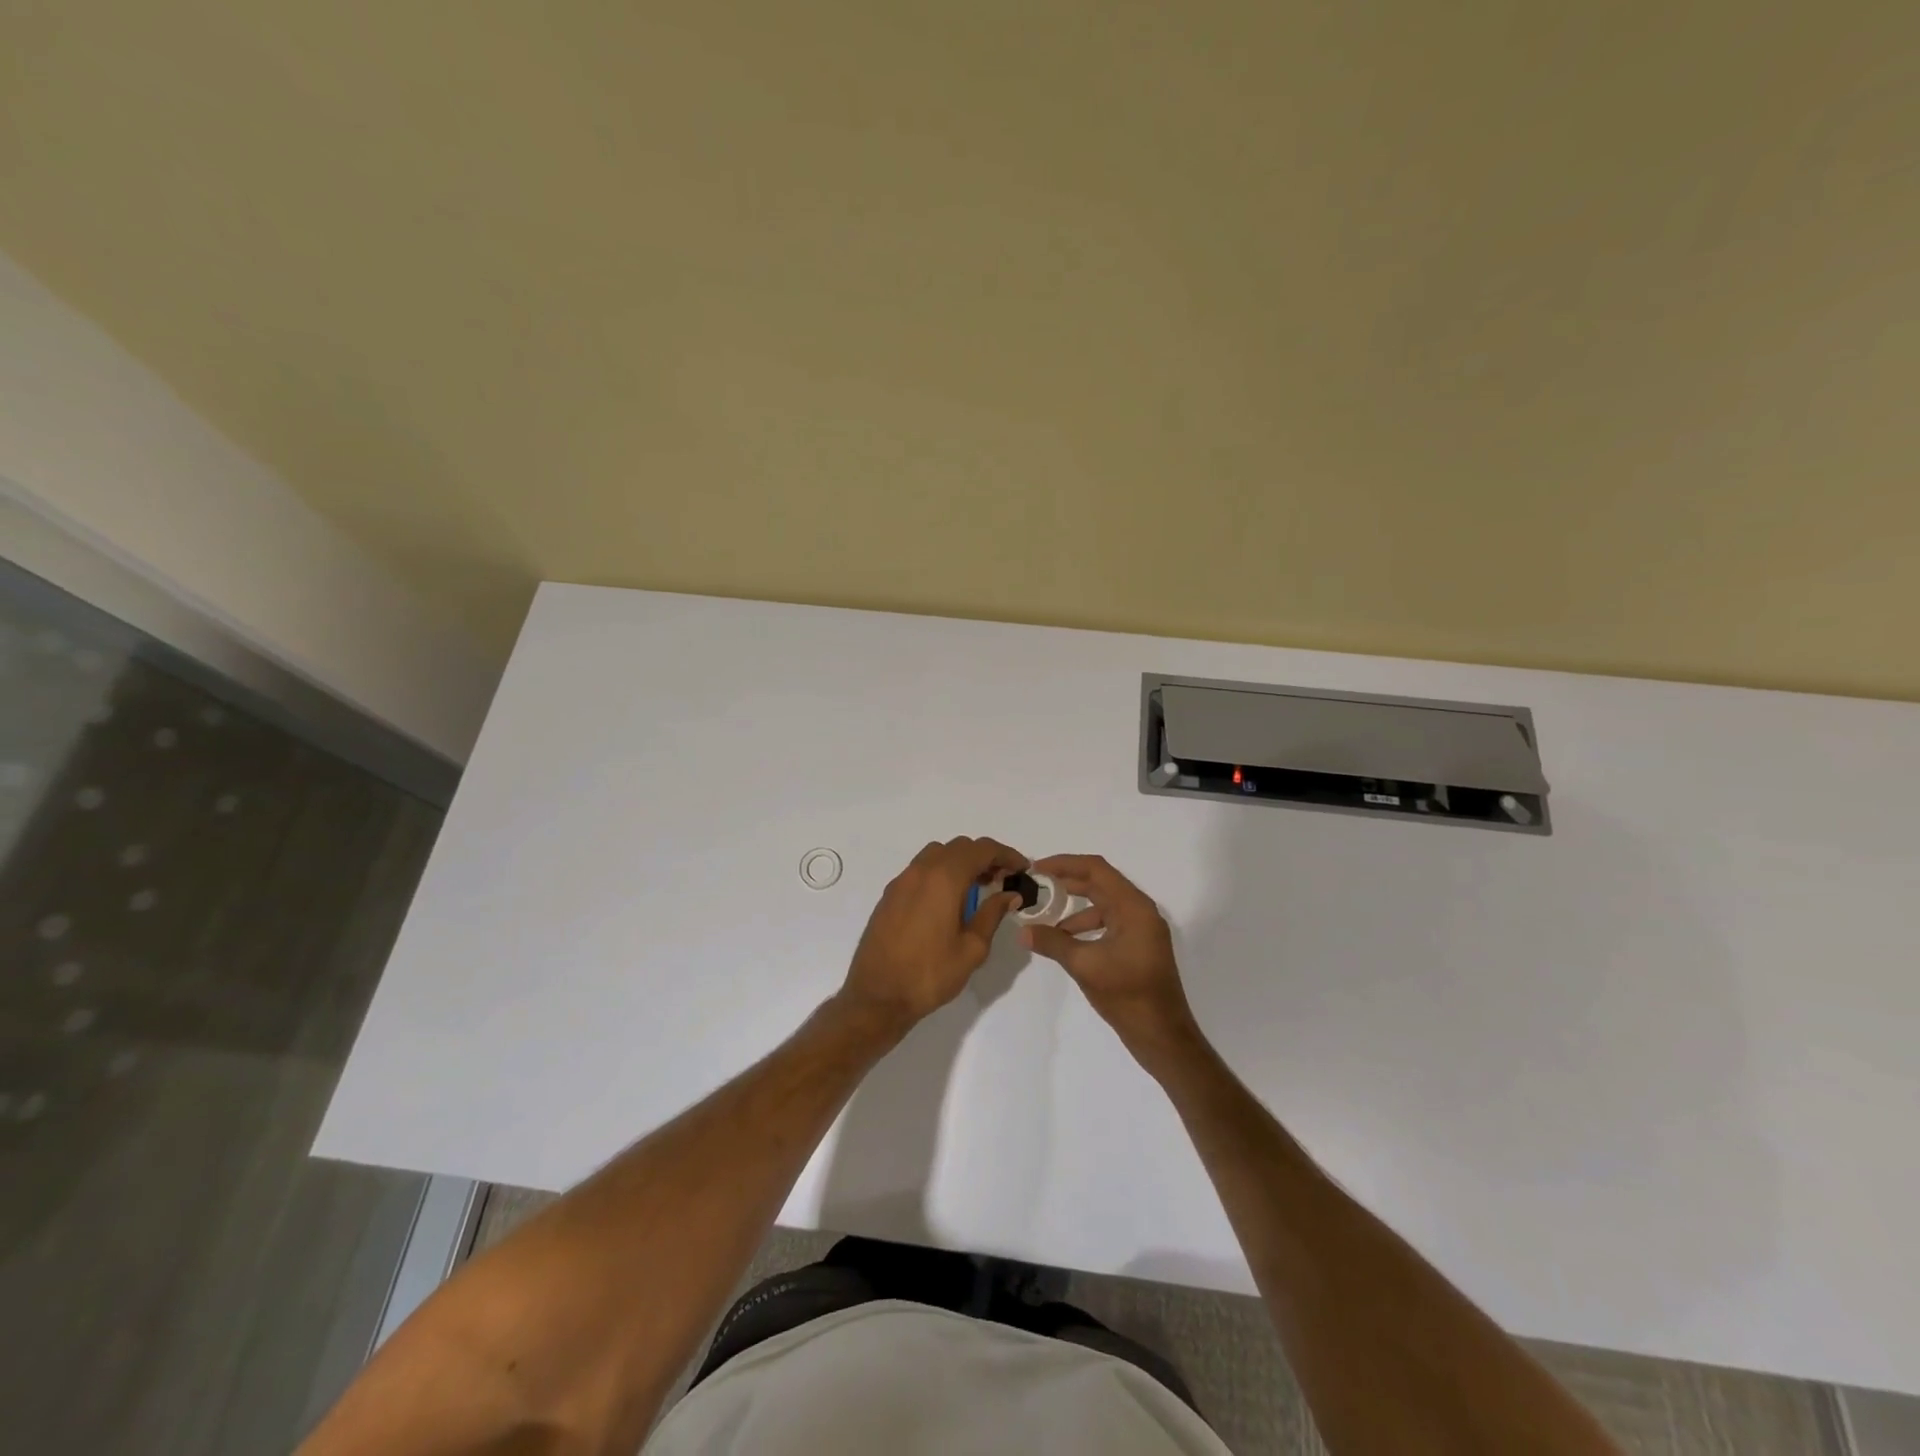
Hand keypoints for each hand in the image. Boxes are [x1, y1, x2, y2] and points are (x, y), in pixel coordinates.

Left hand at [838, 836, 1027, 1034]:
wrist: (877, 996)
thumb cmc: (930, 974)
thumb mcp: (972, 948)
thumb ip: (992, 914)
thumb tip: (1010, 895)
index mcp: (944, 879)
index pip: (981, 849)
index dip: (1006, 854)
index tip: (1023, 868)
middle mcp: (921, 871)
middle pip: (959, 847)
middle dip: (984, 857)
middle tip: (1003, 879)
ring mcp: (901, 881)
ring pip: (937, 854)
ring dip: (960, 862)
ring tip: (977, 888)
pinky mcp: (890, 894)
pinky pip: (920, 870)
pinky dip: (940, 872)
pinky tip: (948, 900)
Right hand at [1021, 855, 1199, 1062]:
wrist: (1163, 1036)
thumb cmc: (1127, 995)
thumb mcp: (1085, 965)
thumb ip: (1053, 943)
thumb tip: (1022, 930)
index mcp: (1134, 907)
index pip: (1096, 870)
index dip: (1065, 864)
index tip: (1037, 868)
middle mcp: (1140, 911)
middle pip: (1100, 883)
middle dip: (1067, 882)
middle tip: (1036, 885)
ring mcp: (1141, 929)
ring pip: (1103, 905)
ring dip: (1074, 908)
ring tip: (1044, 918)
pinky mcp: (1138, 946)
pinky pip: (1108, 923)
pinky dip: (1085, 926)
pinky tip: (1065, 941)